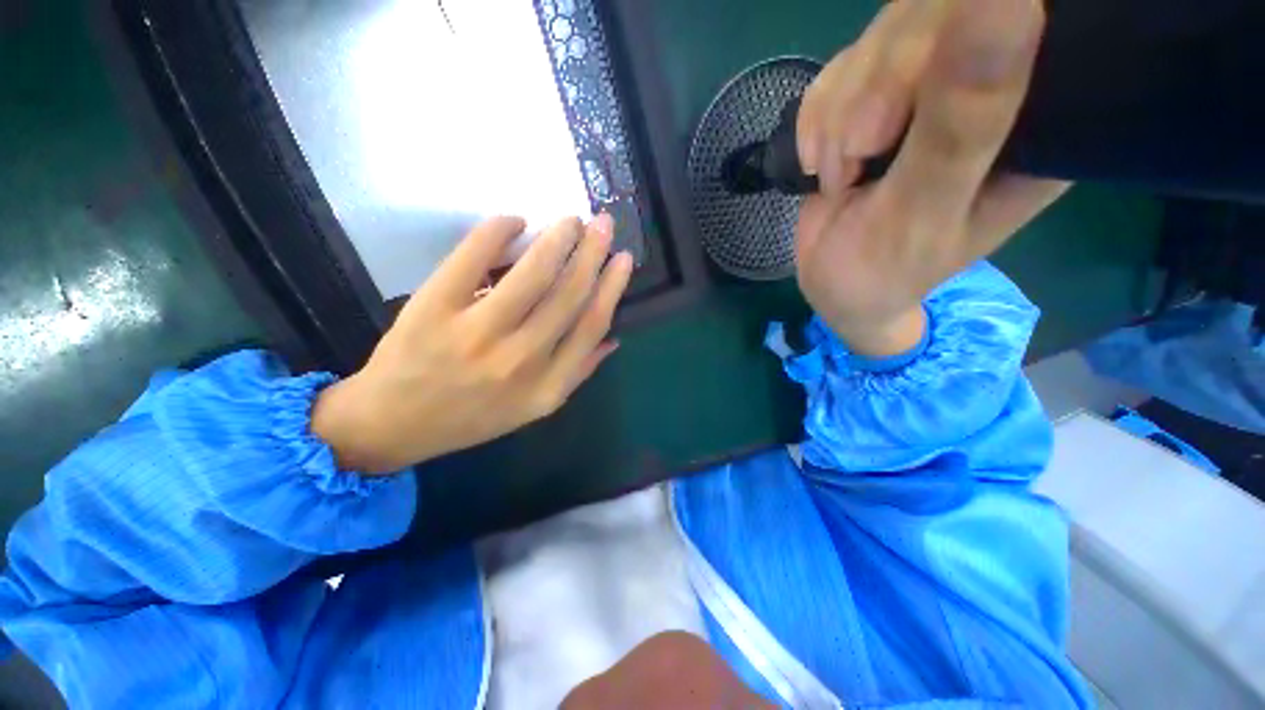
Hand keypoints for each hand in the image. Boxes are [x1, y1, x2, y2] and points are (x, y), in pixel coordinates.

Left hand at [312, 215, 633, 473]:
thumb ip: (577, 373)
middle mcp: (520, 360)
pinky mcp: (433, 308)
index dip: (612, 286)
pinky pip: (473, 257)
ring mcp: (476, 333)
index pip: (591, 325)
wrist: (394, 424)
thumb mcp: (534, 408)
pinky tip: (514, 220)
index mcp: (547, 385)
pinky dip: (497, 231)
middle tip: (603, 223)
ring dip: (558, 238)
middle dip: (592, 252)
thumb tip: (612, 339)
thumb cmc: (472, 416)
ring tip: (571, 220)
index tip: (623, 258)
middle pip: (568, 293)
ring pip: (532, 274)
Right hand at [795, 0, 1068, 356]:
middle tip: (854, 161)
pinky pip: (837, 72)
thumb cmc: (885, 269)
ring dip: (835, 118)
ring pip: (875, 42)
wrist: (834, 286)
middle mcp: (991, 88)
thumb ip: (960, 124)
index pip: (1014, 22)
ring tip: (840, 177)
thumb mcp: (924, 210)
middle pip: (928, 19)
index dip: (934, 55)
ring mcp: (927, 88)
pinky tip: (822, 165)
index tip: (883, 136)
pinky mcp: (877, 100)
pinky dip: (815, 122)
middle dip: (869, 95)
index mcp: (1035, 119)